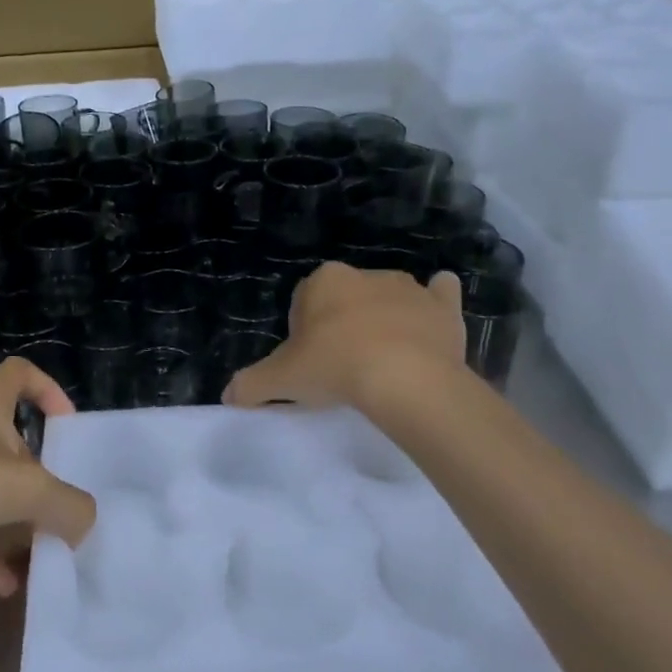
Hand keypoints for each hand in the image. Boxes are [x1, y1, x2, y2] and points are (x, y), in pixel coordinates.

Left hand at [0, 357, 96, 595]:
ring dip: (11, 523)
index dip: (48, 391)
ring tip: (33, 562)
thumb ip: (68, 505)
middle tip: (54, 513)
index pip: (20, 374)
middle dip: (34, 480)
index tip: (66, 426)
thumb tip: (87, 521)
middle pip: (9, 444)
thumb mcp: (25, 490)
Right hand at [225, 263, 465, 409]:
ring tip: (384, 363)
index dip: (305, 333)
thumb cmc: (336, 368)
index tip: (311, 363)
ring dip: (384, 320)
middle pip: (346, 300)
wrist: (405, 379)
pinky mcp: (443, 305)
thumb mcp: (280, 380)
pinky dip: (436, 302)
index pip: (305, 302)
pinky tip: (431, 323)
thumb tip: (229, 396)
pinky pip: (440, 294)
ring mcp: (408, 287)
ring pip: (389, 299)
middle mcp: (365, 275)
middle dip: (343, 324)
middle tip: (343, 367)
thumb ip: (250, 386)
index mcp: (324, 282)